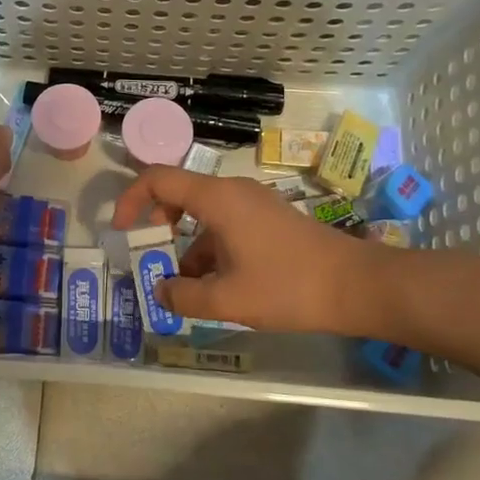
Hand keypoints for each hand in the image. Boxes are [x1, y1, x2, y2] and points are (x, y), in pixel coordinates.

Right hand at [111, 166, 394, 335]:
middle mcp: (232, 191)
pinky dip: (210, 249)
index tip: (122, 230)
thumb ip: (183, 297)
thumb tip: (160, 291)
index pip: (158, 179)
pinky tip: (216, 286)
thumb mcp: (227, 299)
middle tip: (152, 259)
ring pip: (203, 214)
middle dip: (157, 226)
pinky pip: (225, 225)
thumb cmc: (287, 286)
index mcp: (217, 198)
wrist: (357, 286)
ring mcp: (254, 203)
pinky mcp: (269, 219)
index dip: (131, 199)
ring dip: (186, 245)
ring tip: (185, 287)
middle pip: (179, 193)